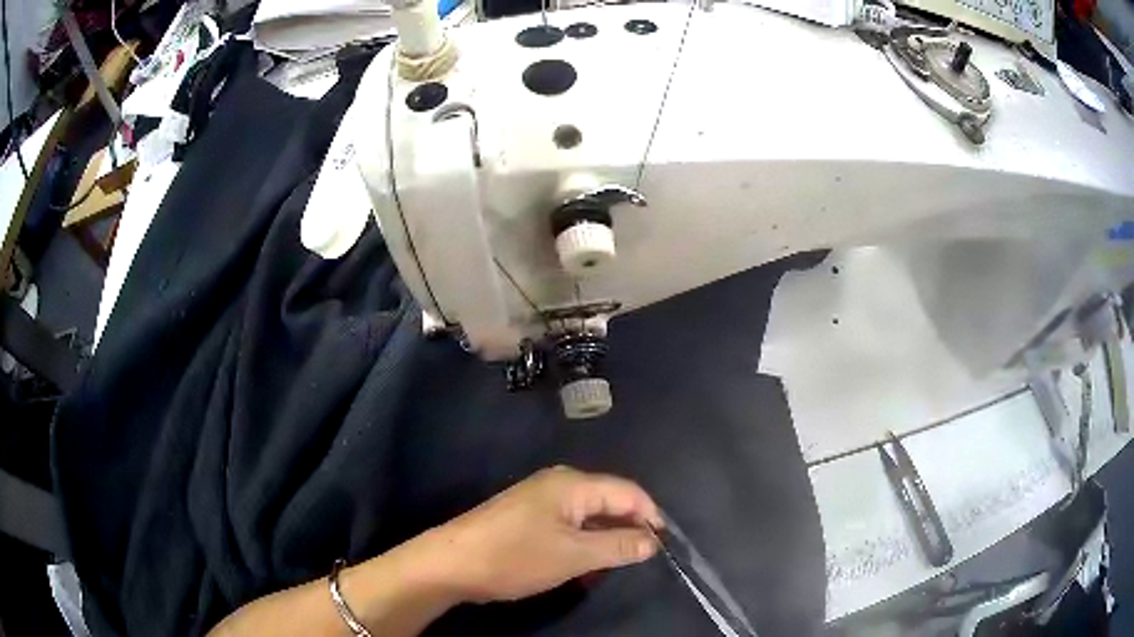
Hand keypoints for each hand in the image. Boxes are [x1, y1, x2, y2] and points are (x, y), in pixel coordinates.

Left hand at [431, 466, 663, 602]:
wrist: (452, 563)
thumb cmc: (515, 556)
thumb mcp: (574, 555)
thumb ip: (618, 546)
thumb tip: (653, 541)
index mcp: (572, 484)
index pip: (628, 492)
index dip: (650, 516)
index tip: (663, 546)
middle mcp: (558, 484)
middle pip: (608, 501)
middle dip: (627, 529)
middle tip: (640, 559)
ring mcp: (540, 500)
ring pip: (588, 516)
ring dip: (604, 540)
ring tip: (614, 567)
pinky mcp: (527, 517)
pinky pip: (568, 526)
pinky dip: (582, 544)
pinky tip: (584, 566)